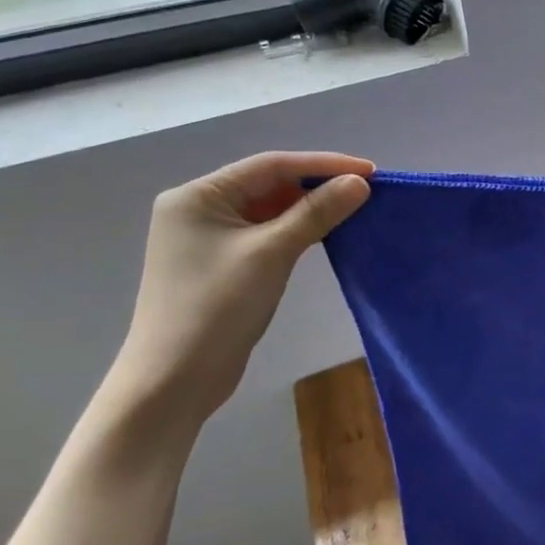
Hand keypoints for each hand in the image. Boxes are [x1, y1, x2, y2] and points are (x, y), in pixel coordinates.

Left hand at [107, 151, 373, 424]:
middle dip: (318, 185)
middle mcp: (199, 209)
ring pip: (270, 210)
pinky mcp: (222, 264)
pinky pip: (267, 233)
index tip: (370, 171)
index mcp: (197, 196)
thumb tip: (359, 183)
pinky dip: (298, 230)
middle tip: (366, 189)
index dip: (323, 164)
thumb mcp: (272, 253)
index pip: (270, 165)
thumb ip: (317, 213)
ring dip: (310, 208)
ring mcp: (209, 238)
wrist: (175, 380)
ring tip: (354, 208)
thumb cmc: (216, 307)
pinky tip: (327, 233)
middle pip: (269, 184)